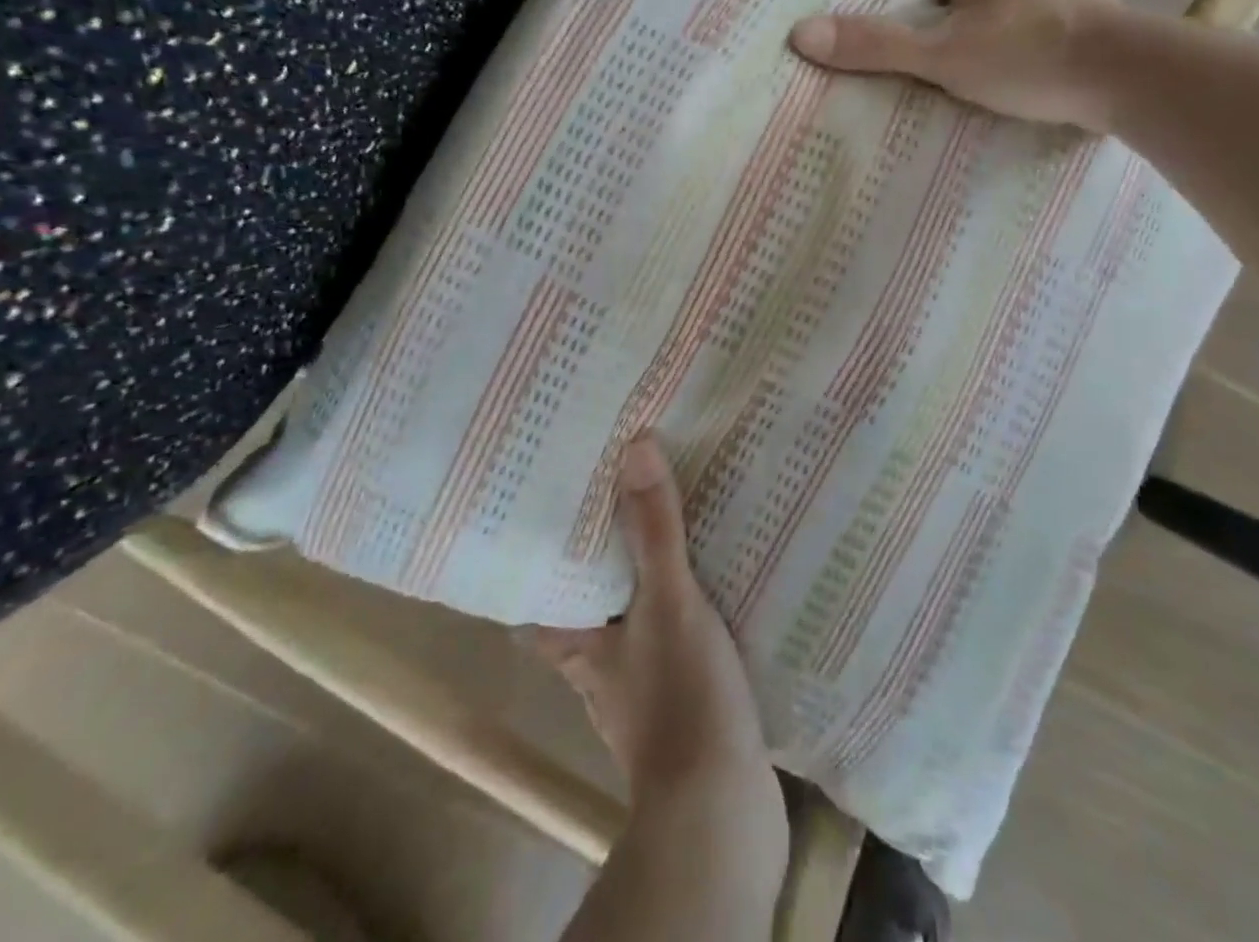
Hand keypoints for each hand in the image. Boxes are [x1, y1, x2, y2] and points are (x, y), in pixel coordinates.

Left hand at [530, 437, 782, 824]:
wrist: (724, 812)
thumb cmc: (680, 700)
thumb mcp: (669, 599)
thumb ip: (654, 526)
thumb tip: (635, 445)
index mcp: (579, 645)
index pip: (536, 599)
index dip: (534, 561)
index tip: (545, 513)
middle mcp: (601, 668)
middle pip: (587, 604)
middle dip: (600, 558)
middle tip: (616, 500)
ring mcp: (643, 689)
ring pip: (633, 620)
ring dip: (645, 582)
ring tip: (667, 527)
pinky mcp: (683, 704)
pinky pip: (676, 639)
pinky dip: (684, 611)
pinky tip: (713, 584)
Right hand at [789, 0, 1126, 129]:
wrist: (1132, 78)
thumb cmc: (1033, 54)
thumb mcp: (945, 55)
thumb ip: (878, 46)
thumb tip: (801, 33)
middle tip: (871, 0)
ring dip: (950, 6)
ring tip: (914, 39)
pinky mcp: (1061, 27)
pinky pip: (1007, 21)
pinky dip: (982, 33)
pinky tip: (971, 64)